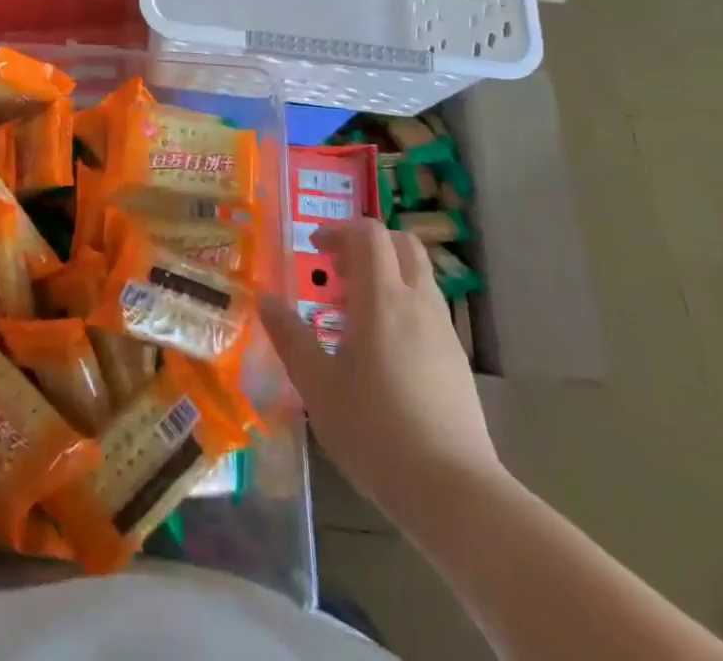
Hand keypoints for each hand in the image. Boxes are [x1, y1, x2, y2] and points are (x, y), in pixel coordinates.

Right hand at [261, 219, 502, 528]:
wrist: (455, 493)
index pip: (368, 234)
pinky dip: (401, 304)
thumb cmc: (376, 432)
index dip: (339, 230)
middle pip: (400, 244)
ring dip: (385, 275)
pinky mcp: (456, 359)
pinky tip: (381, 349)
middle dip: (367, 244)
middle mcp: (418, 302)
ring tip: (353, 312)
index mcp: (382, 298)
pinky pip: (426, 308)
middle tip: (336, 271)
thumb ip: (290, 337)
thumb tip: (265, 299)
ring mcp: (443, 330)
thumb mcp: (318, 386)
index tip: (315, 250)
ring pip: (417, 275)